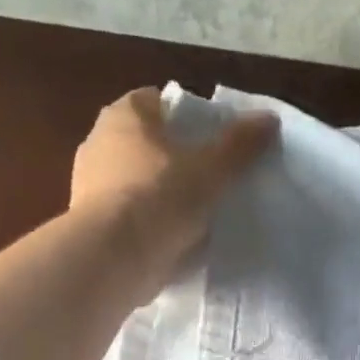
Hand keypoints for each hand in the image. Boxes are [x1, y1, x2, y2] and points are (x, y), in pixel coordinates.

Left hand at [70, 88, 277, 293]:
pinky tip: (175, 240)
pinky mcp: (93, 225)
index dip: (186, 116)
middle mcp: (99, 143)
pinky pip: (130, 216)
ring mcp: (90, 186)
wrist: (111, 259)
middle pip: (147, 143)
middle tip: (212, 176)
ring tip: (198, 213)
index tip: (212, 139)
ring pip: (137, 182)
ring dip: (162, 194)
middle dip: (176, 157)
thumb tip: (269, 119)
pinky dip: (150, 224)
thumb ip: (239, 144)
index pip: (156, 101)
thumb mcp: (210, 169)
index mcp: (124, 116)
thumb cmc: (158, 197)